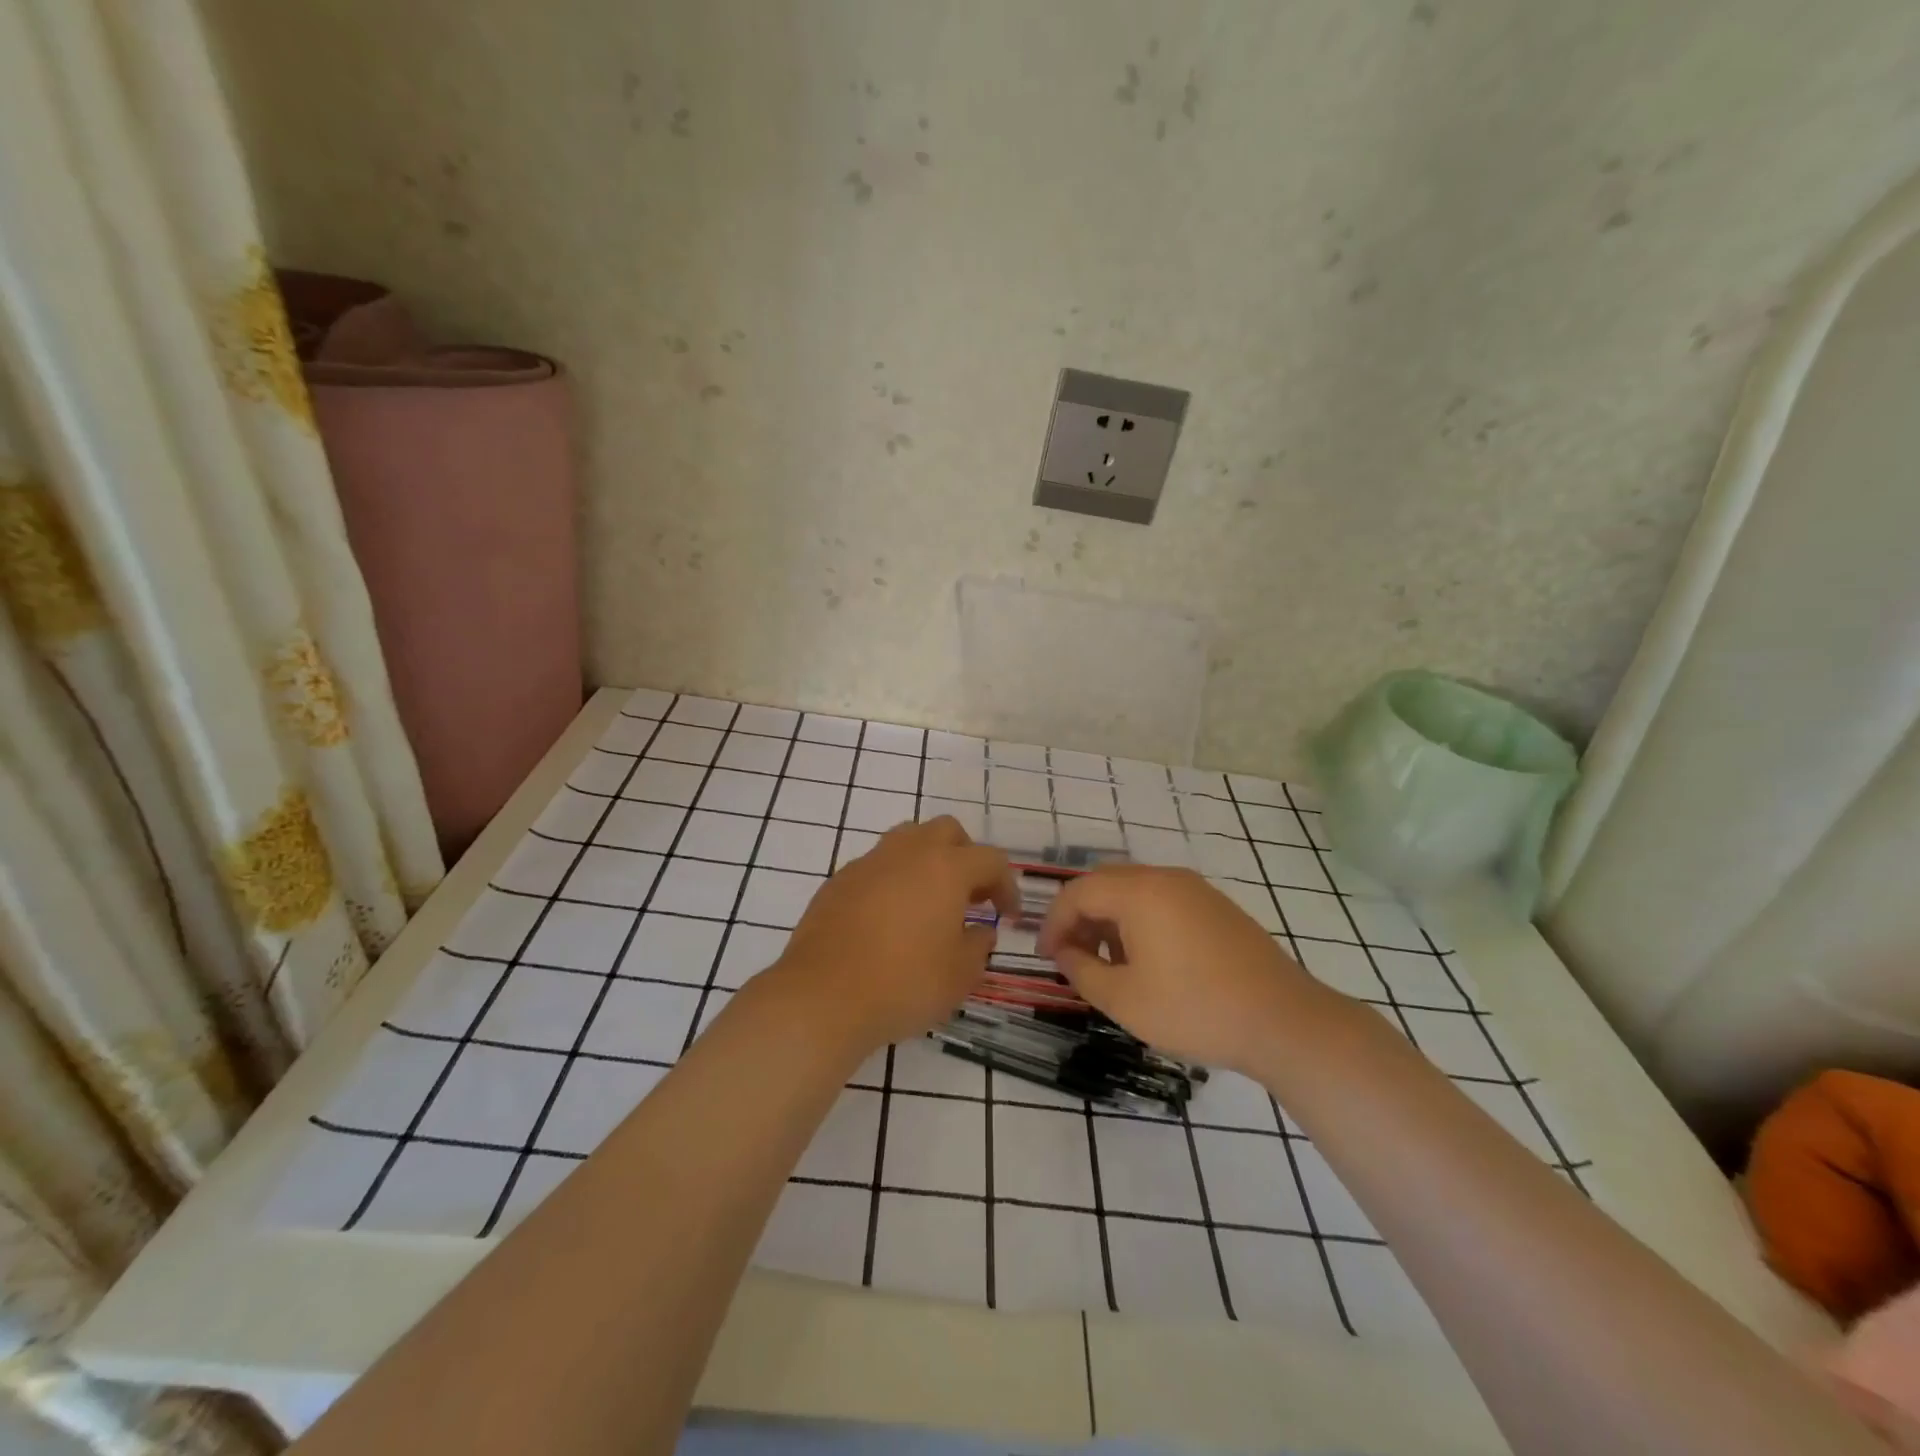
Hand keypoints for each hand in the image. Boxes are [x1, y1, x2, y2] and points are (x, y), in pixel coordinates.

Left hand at [764, 817, 1018, 1056]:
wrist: (822, 996)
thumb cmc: (903, 984)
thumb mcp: (959, 976)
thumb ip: (978, 946)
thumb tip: (979, 931)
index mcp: (946, 868)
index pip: (991, 860)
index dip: (1006, 886)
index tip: (1007, 916)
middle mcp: (908, 852)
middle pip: (947, 832)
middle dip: (965, 857)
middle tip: (969, 897)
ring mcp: (868, 863)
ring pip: (907, 840)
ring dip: (926, 862)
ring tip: (928, 903)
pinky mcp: (838, 881)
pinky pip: (876, 867)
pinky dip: (892, 882)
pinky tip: (888, 920)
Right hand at [1036, 865, 1321, 1072]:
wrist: (1284, 1021)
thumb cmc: (1195, 1009)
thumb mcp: (1124, 999)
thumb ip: (1082, 970)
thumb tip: (1065, 952)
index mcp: (1138, 892)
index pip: (1077, 892)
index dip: (1053, 922)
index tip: (1045, 956)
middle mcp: (1165, 878)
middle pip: (1105, 884)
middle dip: (1080, 918)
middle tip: (1071, 957)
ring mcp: (1196, 890)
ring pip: (1134, 892)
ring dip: (1110, 921)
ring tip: (1108, 965)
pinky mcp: (1217, 907)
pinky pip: (1162, 901)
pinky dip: (1140, 922)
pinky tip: (1147, 962)